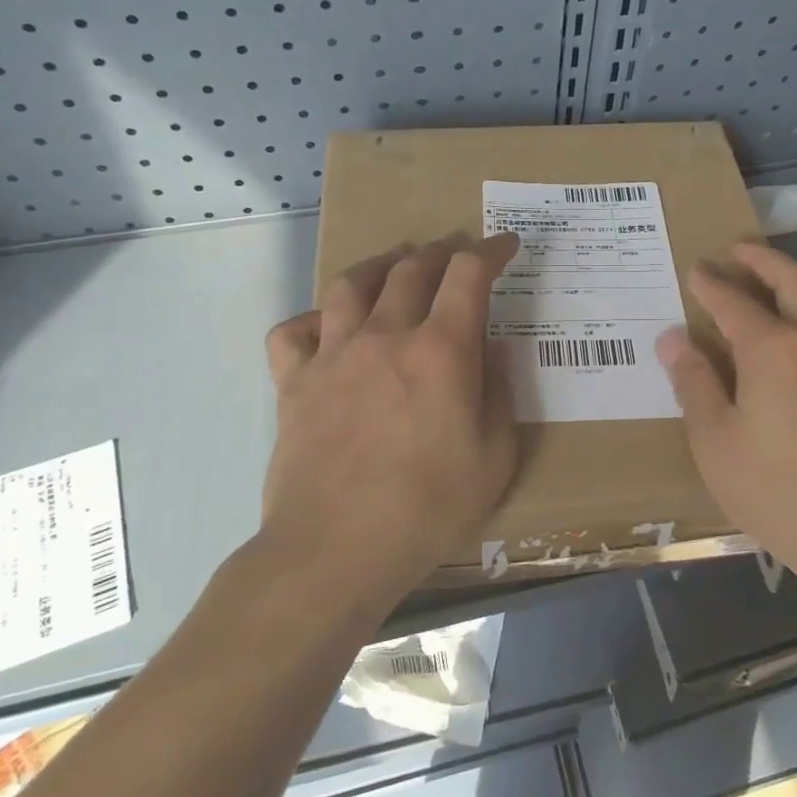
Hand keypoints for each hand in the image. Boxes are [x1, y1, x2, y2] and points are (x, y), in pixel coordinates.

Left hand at [261, 232, 519, 592]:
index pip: (468, 275)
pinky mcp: (294, 383)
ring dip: (379, 265)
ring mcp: (333, 355)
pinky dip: (312, 319)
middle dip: (440, 250)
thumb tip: (492, 348)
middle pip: (411, 268)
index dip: (490, 251)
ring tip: (394, 264)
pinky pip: (293, 331)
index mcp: (440, 350)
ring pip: (351, 284)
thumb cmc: (427, 509)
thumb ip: (499, 393)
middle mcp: (385, 336)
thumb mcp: (494, 459)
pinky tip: (326, 326)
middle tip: (455, 250)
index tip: (504, 245)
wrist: (335, 550)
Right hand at [656, 242, 796, 595]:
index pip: (734, 301)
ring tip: (795, 283)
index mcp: (773, 349)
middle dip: (763, 260)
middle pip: (794, 281)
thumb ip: (694, 382)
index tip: (696, 269)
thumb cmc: (775, 490)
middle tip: (739, 251)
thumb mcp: (714, 440)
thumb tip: (673, 338)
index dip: (711, 283)